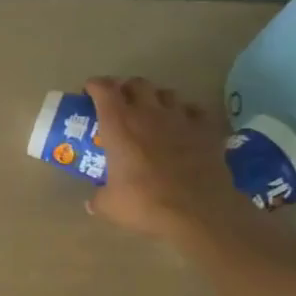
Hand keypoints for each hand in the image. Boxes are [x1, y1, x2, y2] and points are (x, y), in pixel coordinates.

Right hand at [85, 77, 255, 238]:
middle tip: (120, 102)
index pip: (104, 89)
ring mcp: (181, 119)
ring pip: (167, 93)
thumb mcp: (110, 205)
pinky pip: (195, 111)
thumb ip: (98, 198)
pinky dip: (186, 114)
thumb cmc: (145, 204)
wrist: (198, 212)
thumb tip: (93, 203)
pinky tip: (183, 125)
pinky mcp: (207, 130)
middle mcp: (149, 113)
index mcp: (119, 125)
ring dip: (156, 98)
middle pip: (137, 83)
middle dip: (126, 88)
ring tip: (152, 112)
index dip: (95, 86)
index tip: (89, 91)